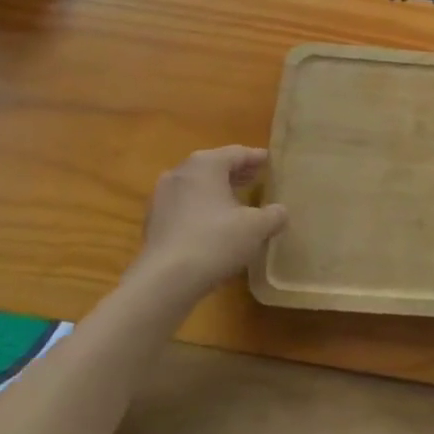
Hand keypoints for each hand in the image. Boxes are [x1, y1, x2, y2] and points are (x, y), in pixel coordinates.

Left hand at [132, 146, 287, 305]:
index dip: (257, 158)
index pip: (238, 153)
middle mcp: (180, 172)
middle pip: (215, 166)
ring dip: (217, 191)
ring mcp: (162, 196)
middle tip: (257, 179)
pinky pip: (183, 206)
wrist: (164, 281)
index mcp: (206, 164)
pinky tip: (213, 225)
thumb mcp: (256, 227)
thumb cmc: (215, 241)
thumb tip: (280, 212)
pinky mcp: (153, 221)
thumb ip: (274, 215)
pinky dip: (200, 208)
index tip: (271, 162)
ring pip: (196, 186)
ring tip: (237, 203)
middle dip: (236, 173)